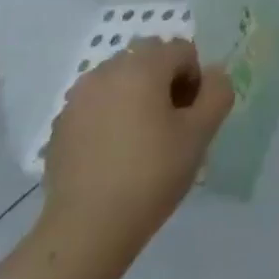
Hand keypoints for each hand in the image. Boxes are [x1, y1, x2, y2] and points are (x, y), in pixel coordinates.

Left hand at [0, 38, 232, 278]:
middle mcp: (105, 72)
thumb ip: (218, 92)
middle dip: (166, 82)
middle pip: (149, 59)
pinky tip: (116, 153)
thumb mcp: (202, 132)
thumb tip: (213, 75)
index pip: (182, 50)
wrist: (88, 228)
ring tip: (144, 139)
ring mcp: (77, 98)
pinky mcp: (60, 125)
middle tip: (173, 124)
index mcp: (141, 67)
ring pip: (121, 80)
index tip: (193, 116)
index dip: (196, 79)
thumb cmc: (153, 173)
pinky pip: (97, 104)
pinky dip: (112, 115)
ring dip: (138, 96)